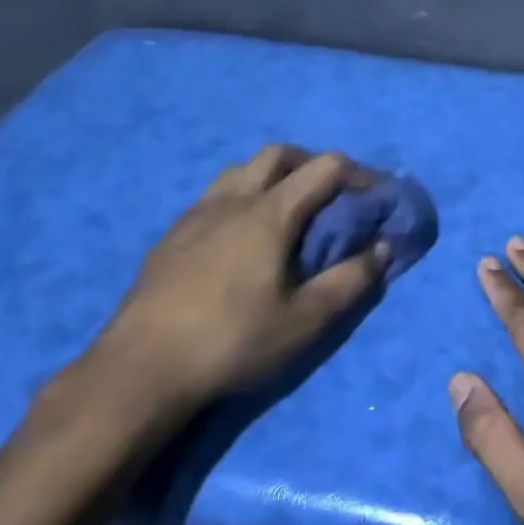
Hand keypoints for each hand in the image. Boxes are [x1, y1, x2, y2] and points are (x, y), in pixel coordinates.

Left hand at [69, 145, 387, 440]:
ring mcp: (194, 215)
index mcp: (269, 213)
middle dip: (314, 164)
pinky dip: (243, 198)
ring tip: (289, 213)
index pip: (325, 168)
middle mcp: (231, 200)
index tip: (377, 197)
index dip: (360, 174)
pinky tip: (242, 240)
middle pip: (279, 154)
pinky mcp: (170, 237)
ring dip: (274, 177)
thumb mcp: (307, 320)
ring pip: (241, 171)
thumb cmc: (233, 341)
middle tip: (334, 196)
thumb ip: (352, 280)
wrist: (140, 370)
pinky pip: (214, 196)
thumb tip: (383, 247)